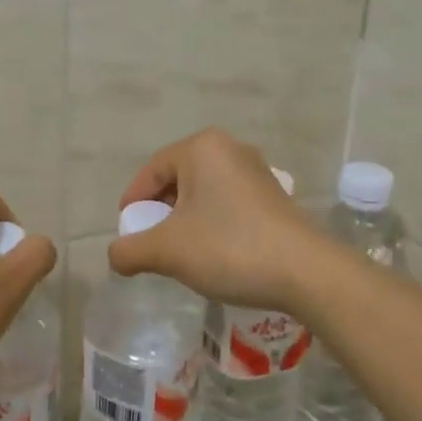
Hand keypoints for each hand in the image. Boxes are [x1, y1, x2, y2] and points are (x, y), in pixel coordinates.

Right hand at [108, 128, 326, 313]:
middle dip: (159, 212)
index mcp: (201, 148)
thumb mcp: (168, 251)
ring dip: (185, 220)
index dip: (133, 202)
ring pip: (204, 193)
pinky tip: (213, 253)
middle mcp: (230, 149)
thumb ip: (130, 251)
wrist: (306, 272)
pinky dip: (211, 223)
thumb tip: (116, 256)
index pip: (151, 171)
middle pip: (178, 179)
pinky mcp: (274, 195)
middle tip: (151, 243)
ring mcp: (256, 171)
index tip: (126, 233)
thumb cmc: (229, 248)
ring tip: (180, 252)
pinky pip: (227, 203)